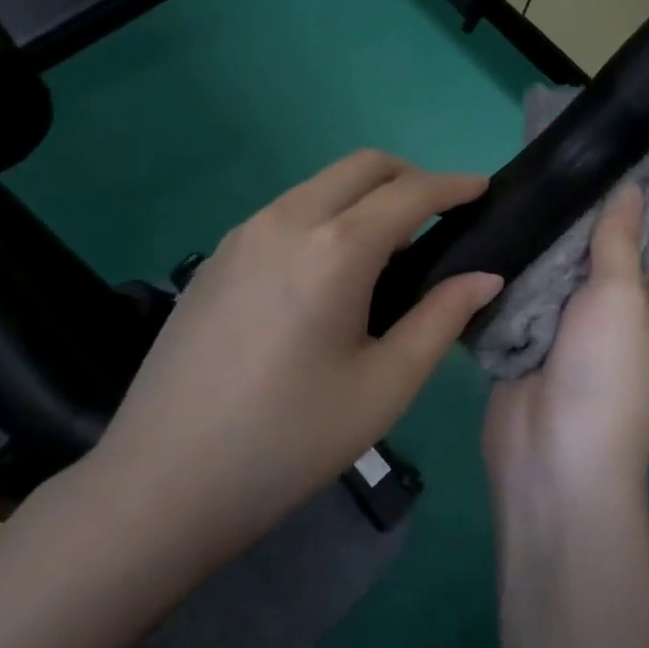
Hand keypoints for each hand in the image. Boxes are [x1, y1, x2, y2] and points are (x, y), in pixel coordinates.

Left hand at [77, 151, 502, 570]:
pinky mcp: (218, 254)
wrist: (163, 481)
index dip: (454, 185)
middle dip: (411, 176)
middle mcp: (288, 219)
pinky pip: (288, 209)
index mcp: (335, 248)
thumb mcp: (384, 386)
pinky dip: (327, 214)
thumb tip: (485, 277)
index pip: (410, 193)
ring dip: (366, 195)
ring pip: (321, 184)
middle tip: (441, 215)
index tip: (483, 188)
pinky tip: (330, 269)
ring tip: (390, 249)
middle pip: (363, 166)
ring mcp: (245, 232)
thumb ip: (441, 319)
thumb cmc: (290, 440)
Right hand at [483, 185, 648, 499]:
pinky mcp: (547, 330)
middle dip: (609, 206)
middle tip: (577, 157)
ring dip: (567, 230)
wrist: (551, 458)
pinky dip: (536, 257)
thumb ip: (621, 240)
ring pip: (582, 261)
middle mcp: (638, 308)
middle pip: (630, 243)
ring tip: (545, 180)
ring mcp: (589, 321)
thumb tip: (628, 189)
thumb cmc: (605, 376)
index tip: (638, 149)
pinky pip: (546, 283)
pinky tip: (518, 221)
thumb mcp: (621, 299)